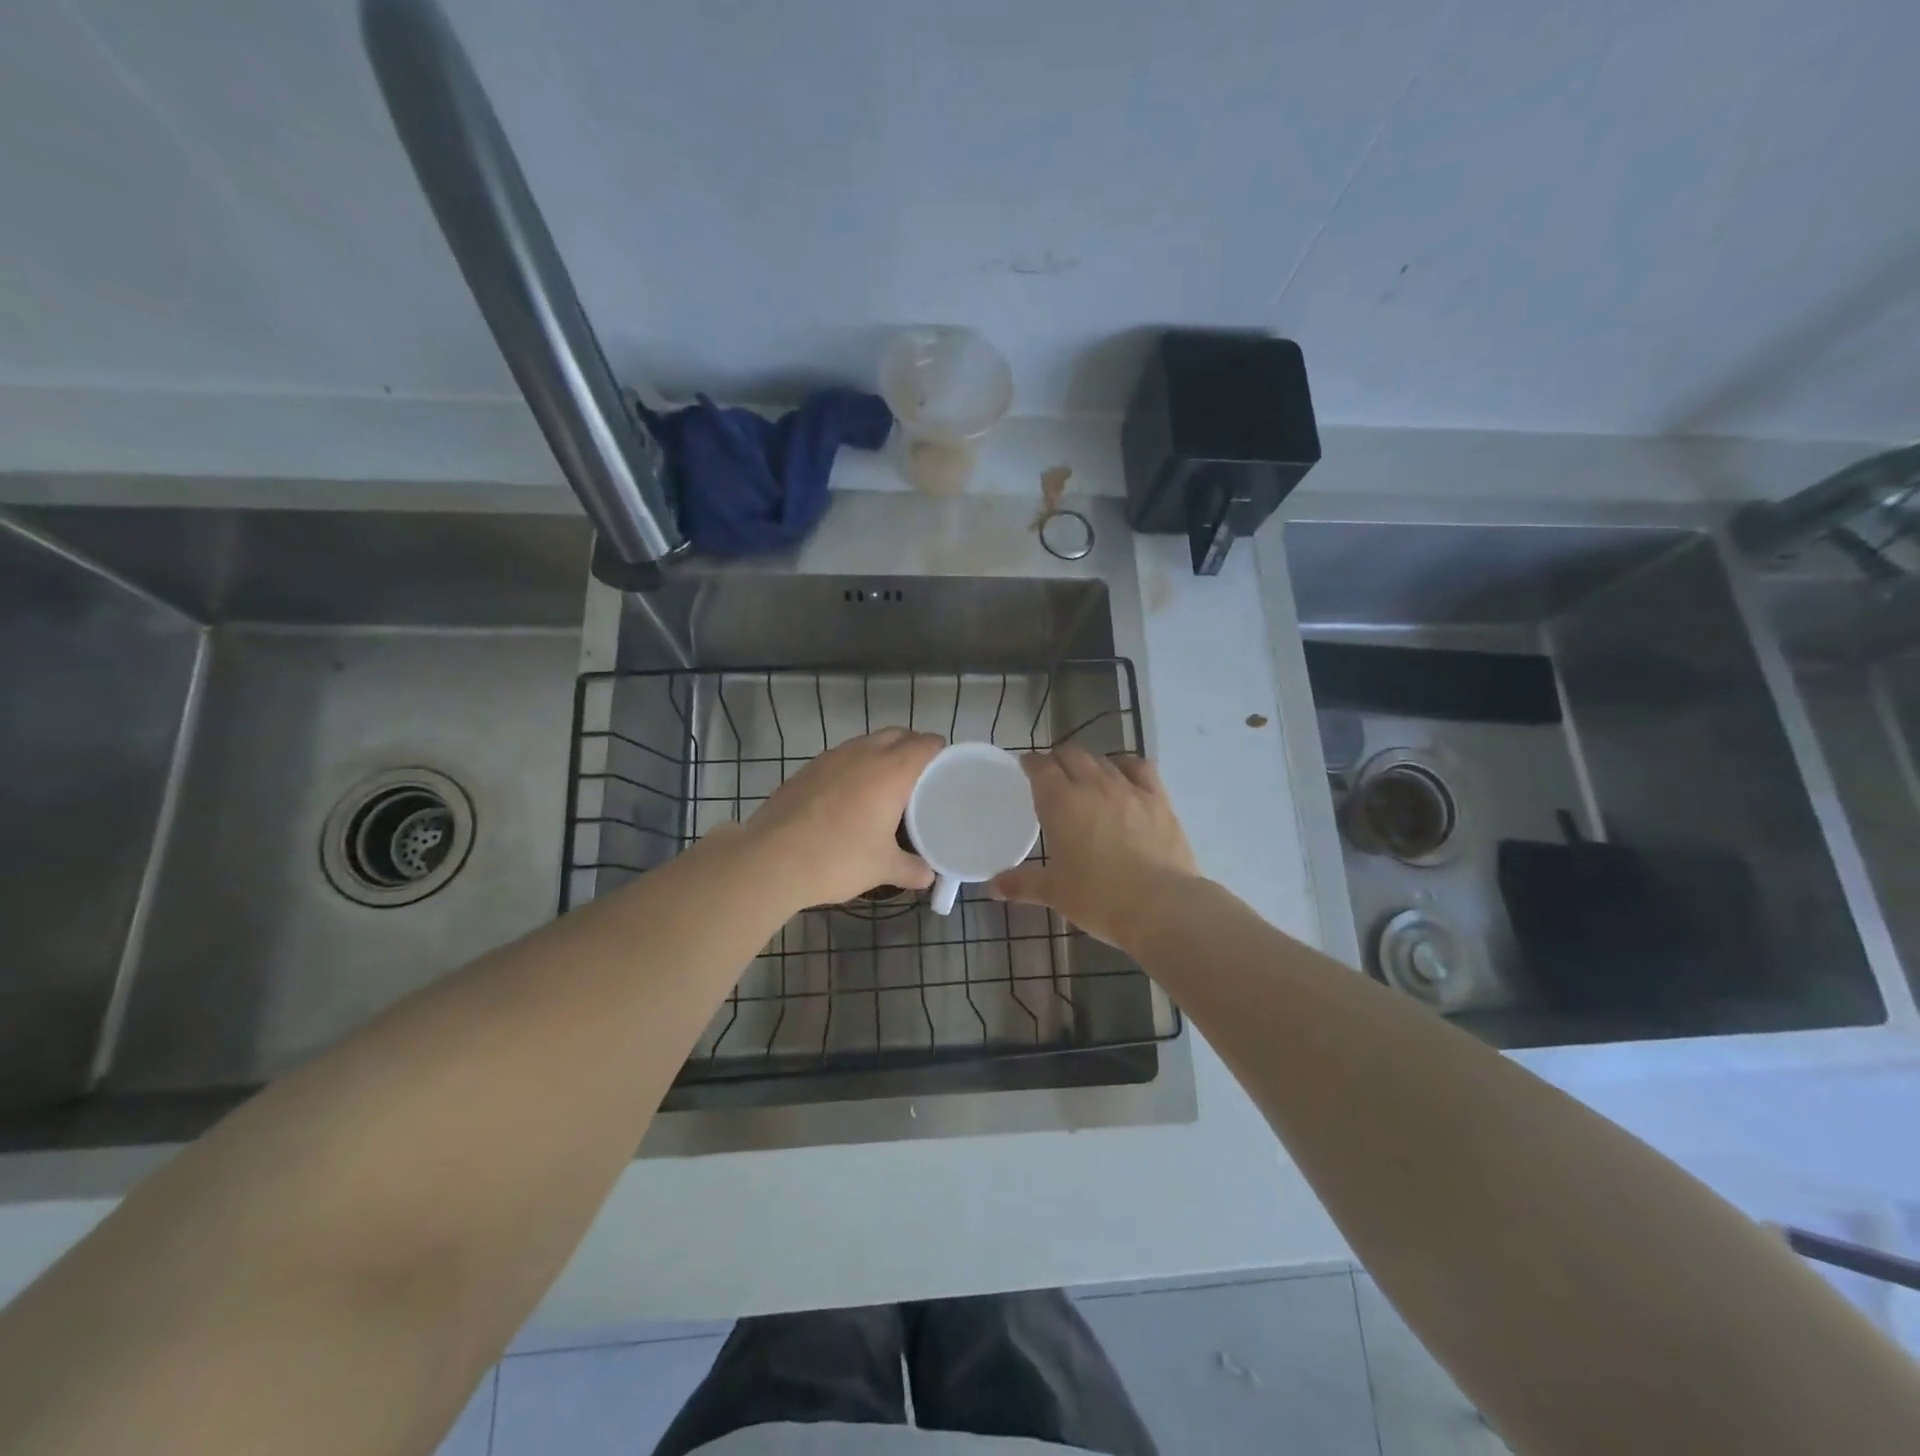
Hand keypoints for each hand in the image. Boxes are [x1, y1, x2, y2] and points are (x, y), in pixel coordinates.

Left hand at [738, 728, 944, 909]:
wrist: (771, 859)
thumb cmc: (838, 858)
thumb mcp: (882, 868)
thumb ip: (912, 870)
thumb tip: (929, 876)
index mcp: (892, 770)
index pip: (926, 743)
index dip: (940, 752)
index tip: (946, 770)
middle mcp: (864, 753)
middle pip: (897, 734)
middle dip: (912, 748)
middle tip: (920, 778)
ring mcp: (831, 757)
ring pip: (867, 742)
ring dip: (882, 754)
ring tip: (887, 786)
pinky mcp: (807, 768)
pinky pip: (842, 757)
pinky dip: (854, 766)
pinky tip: (850, 796)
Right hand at [990, 745, 1198, 951]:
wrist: (1161, 906)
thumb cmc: (1099, 898)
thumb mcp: (1055, 892)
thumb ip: (1022, 884)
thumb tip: (992, 887)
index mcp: (1061, 803)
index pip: (1041, 767)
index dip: (1030, 763)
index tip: (1025, 767)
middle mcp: (1093, 785)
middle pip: (1071, 754)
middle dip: (1058, 758)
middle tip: (1052, 774)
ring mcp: (1129, 789)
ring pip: (1103, 760)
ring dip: (1089, 763)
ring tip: (1085, 777)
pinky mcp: (1158, 799)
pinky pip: (1139, 768)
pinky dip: (1126, 766)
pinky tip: (1124, 776)